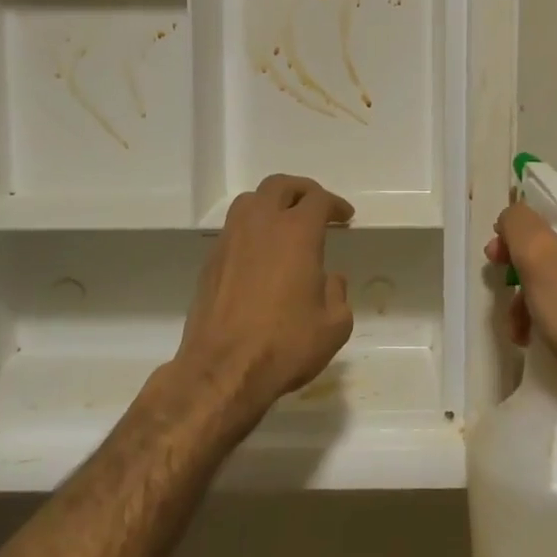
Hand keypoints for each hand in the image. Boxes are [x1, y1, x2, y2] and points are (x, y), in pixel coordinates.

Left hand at [170, 174, 355, 428]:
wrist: (221, 371)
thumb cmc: (285, 345)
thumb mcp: (334, 326)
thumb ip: (338, 294)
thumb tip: (330, 279)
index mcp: (296, 233)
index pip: (318, 200)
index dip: (335, 204)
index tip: (345, 217)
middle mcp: (261, 225)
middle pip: (280, 186)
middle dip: (302, 191)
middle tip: (316, 207)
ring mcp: (230, 240)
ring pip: (250, 201)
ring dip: (272, 203)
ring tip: (285, 223)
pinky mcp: (211, 261)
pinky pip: (234, 227)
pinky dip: (252, 227)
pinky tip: (261, 252)